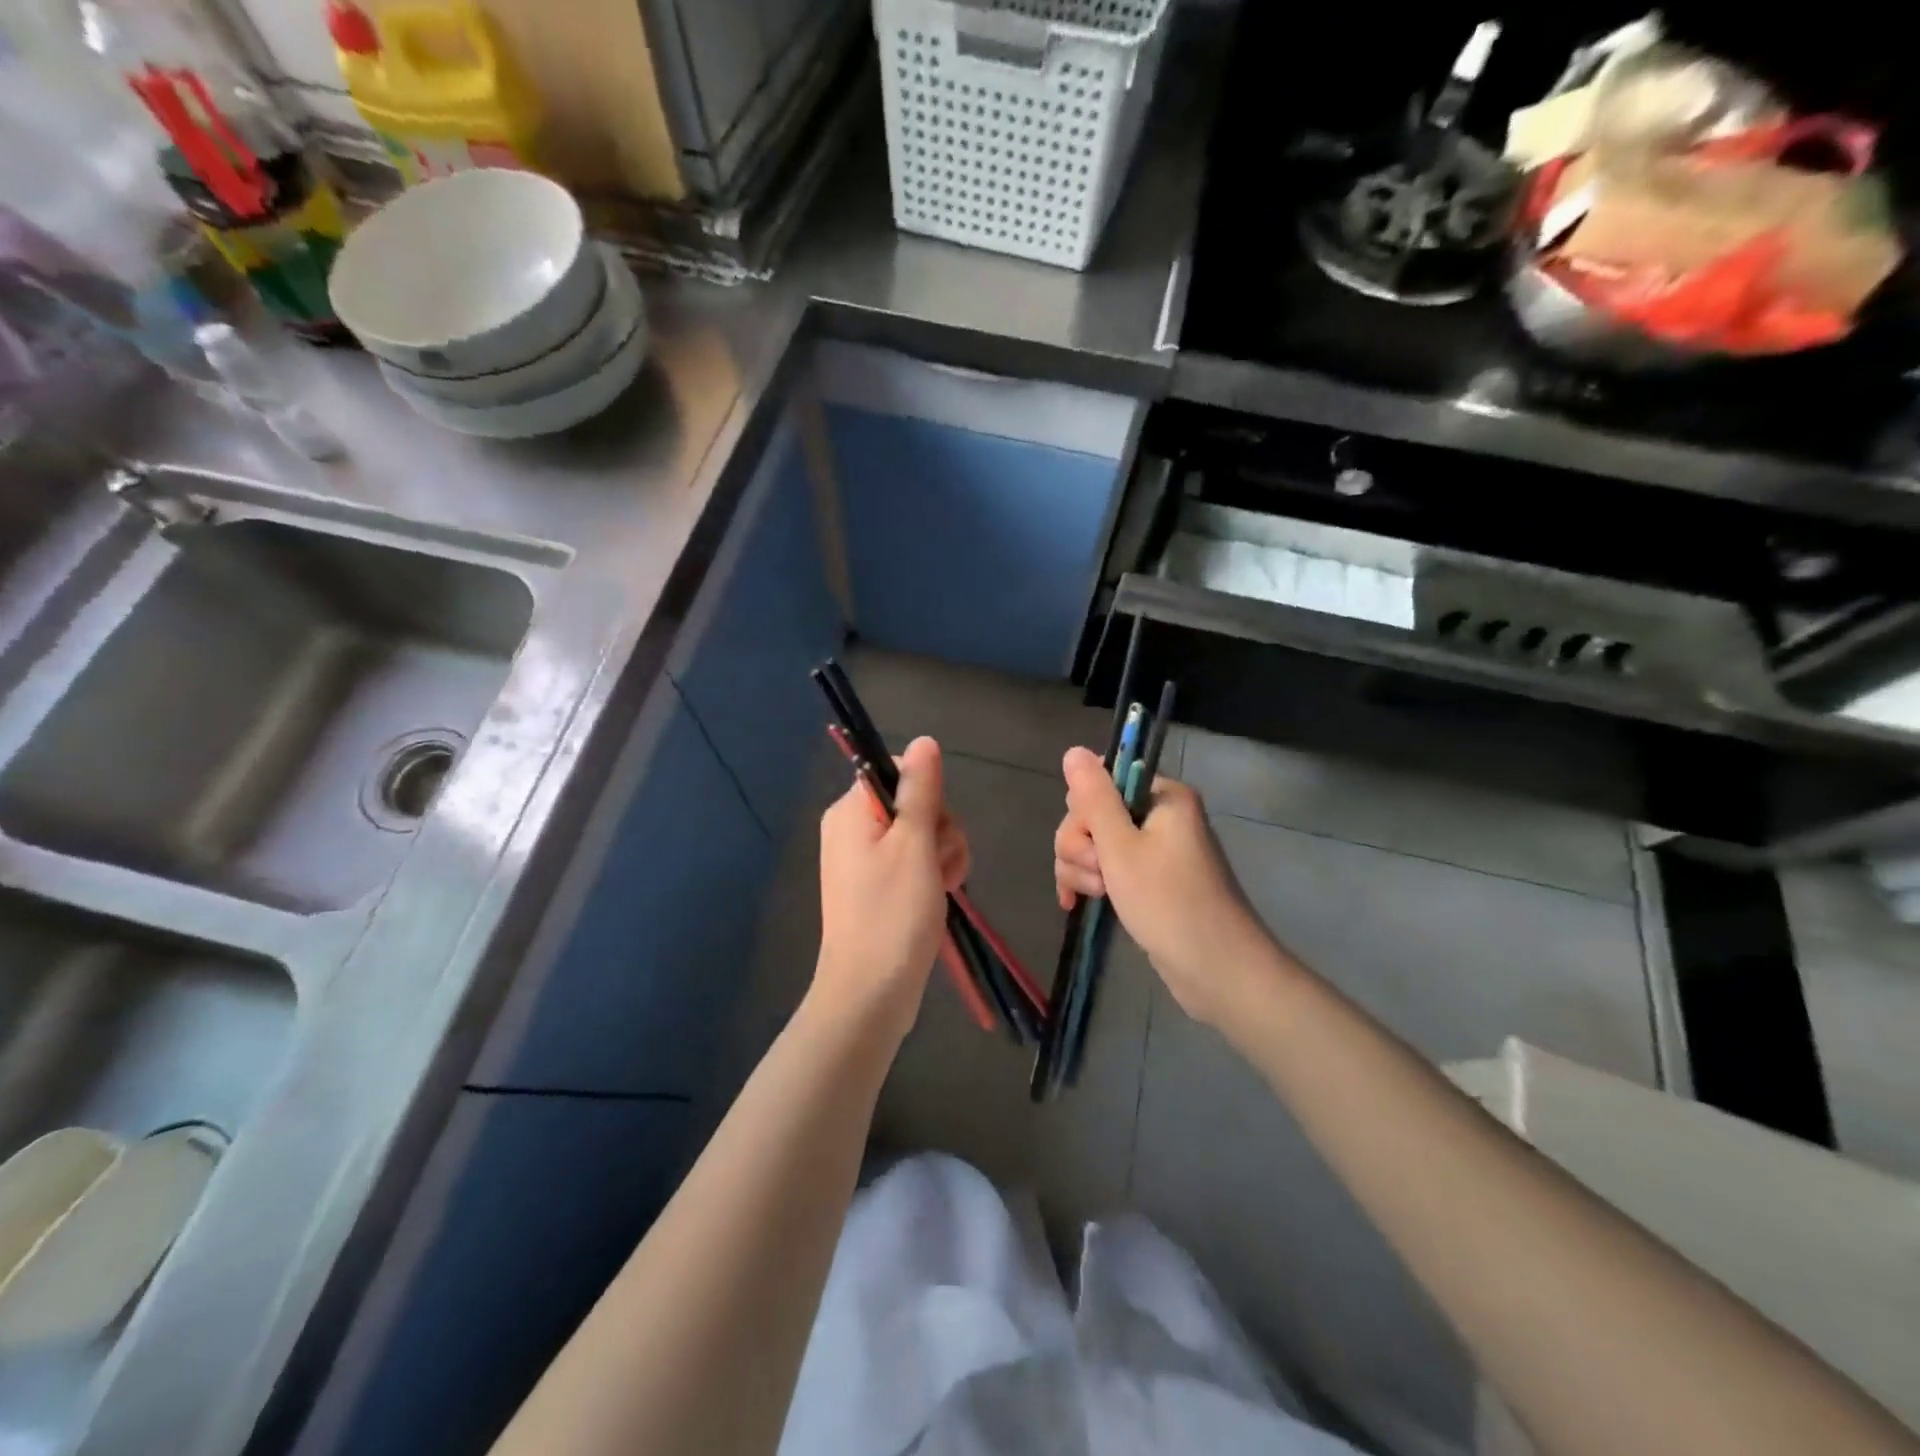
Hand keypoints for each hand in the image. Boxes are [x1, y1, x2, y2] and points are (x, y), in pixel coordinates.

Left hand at [814, 737, 969, 1042]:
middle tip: (939, 865)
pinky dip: (934, 875)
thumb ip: (921, 789)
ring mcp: (866, 860)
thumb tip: (923, 740)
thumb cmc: (892, 914)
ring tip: (941, 887)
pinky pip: (916, 862)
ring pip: (923, 834)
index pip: (899, 772)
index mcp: (851, 811)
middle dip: (940, 831)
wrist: (870, 993)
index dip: (928, 795)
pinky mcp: (880, 886)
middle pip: (915, 803)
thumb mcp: (913, 844)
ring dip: (944, 855)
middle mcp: (853, 829)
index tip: (933, 828)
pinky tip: (941, 896)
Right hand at [1053, 746, 1275, 1026]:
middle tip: (1099, 876)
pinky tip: (1076, 904)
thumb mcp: (1121, 847)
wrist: (1217, 971)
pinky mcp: (1148, 880)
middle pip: (1093, 813)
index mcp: (1162, 796)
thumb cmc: (1169, 903)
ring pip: (1093, 843)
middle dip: (1081, 845)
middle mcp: (1159, 815)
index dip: (1085, 812)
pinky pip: (1106, 867)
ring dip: (1082, 868)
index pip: (1101, 781)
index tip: (1092, 842)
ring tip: (1098, 896)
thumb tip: (1073, 750)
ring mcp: (1154, 850)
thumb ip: (1094, 798)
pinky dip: (1090, 881)